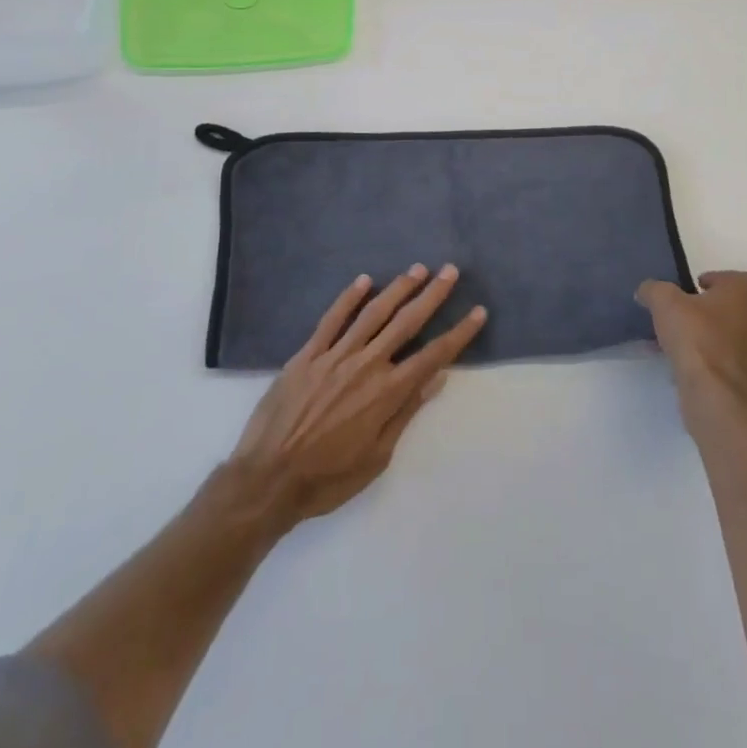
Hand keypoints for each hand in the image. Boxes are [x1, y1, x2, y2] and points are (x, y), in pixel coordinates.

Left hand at [225, 264, 485, 531]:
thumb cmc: (328, 478)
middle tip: (450, 271)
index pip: (433, 355)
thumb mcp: (377, 457)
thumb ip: (406, 412)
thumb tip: (437, 378)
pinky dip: (348, 298)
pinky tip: (363, 281)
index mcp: (387, 392)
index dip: (458, 333)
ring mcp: (335, 355)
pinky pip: (332, 319)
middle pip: (406, 323)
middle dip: (432, 296)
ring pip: (373, 313)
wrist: (268, 478)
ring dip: (397, 289)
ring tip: (417, 270)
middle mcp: (366, 365)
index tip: (477, 312)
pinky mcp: (308, 354)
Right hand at [637, 269, 746, 400]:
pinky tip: (681, 367)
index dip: (730, 279)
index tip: (705, 284)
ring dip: (710, 339)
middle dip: (713, 312)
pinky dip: (707, 365)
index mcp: (742, 298)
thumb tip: (647, 290)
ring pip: (732, 341)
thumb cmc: (695, 335)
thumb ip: (655, 290)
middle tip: (685, 314)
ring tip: (679, 344)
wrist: (712, 393)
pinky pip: (724, 368)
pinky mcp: (742, 385)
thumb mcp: (665, 301)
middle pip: (740, 312)